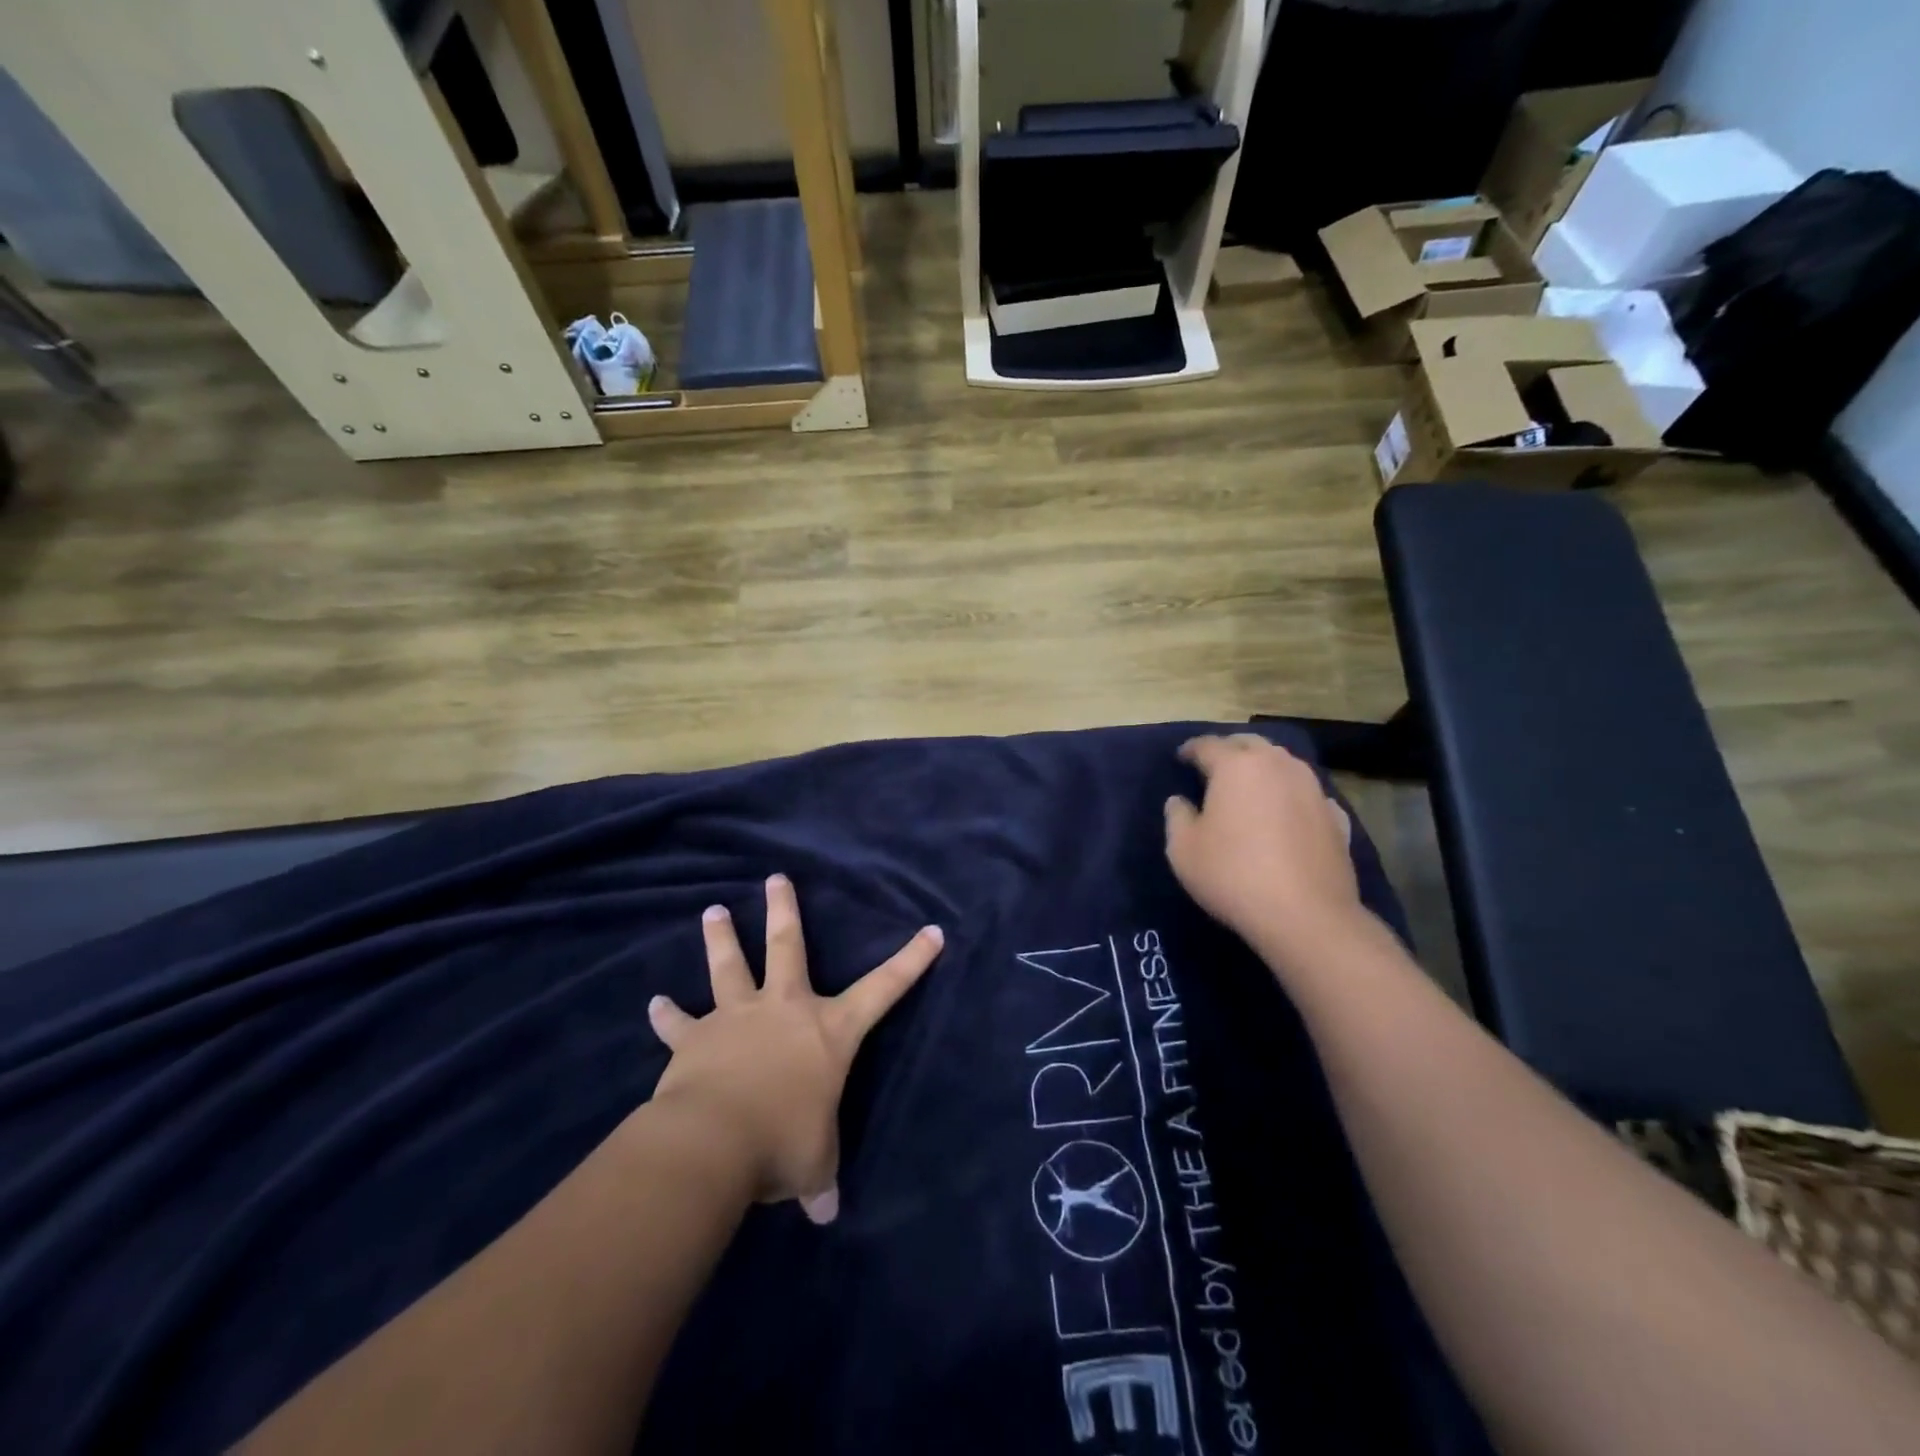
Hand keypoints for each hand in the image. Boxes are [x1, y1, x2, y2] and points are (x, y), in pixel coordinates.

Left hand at [646, 874, 942, 1224]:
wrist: (714, 1141)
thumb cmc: (782, 1143)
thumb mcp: (814, 1165)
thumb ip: (820, 1180)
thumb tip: (825, 1213)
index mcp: (829, 1030)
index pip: (884, 990)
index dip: (912, 961)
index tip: (932, 931)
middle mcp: (785, 1009)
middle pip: (788, 946)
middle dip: (784, 910)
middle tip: (775, 877)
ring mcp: (737, 1017)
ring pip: (729, 967)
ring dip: (722, 938)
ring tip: (713, 911)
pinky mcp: (695, 1039)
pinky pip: (679, 1024)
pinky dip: (667, 1017)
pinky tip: (654, 1004)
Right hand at [1163, 734, 1362, 964]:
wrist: (1306, 915)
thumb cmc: (1233, 874)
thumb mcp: (1183, 849)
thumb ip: (1177, 817)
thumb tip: (1179, 801)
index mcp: (1236, 766)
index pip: (1208, 745)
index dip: (1191, 749)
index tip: (1181, 757)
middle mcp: (1278, 765)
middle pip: (1250, 744)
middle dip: (1230, 750)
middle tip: (1215, 765)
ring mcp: (1313, 789)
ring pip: (1283, 764)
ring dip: (1263, 768)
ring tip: (1250, 786)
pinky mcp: (1336, 817)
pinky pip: (1308, 794)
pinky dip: (1292, 796)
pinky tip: (1287, 813)